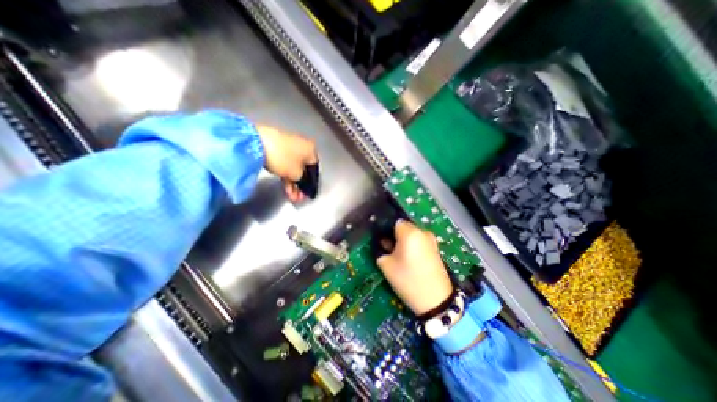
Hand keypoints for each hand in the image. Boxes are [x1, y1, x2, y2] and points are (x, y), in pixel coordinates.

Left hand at [256, 123, 313, 201]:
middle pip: (303, 169)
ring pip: (293, 167)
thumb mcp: (297, 174)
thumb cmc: (283, 158)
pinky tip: (284, 185)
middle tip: (298, 196)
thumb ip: (303, 180)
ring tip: (290, 195)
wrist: (257, 143)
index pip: (314, 169)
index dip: (311, 183)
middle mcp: (303, 145)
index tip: (307, 193)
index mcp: (311, 149)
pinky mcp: (277, 146)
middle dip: (300, 185)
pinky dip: (285, 174)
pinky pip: (285, 163)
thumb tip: (302, 181)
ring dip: (292, 182)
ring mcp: (289, 145)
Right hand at [377, 221, 448, 314]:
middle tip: (389, 249)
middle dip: (395, 235)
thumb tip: (383, 242)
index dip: (386, 230)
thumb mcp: (386, 265)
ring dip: (404, 241)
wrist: (436, 300)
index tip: (382, 241)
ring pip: (412, 234)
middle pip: (404, 227)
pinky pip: (419, 240)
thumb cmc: (408, 280)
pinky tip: (410, 259)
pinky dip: (413, 245)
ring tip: (399, 256)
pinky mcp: (435, 248)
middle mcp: (422, 231)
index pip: (394, 222)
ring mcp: (430, 239)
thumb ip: (381, 250)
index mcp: (409, 233)